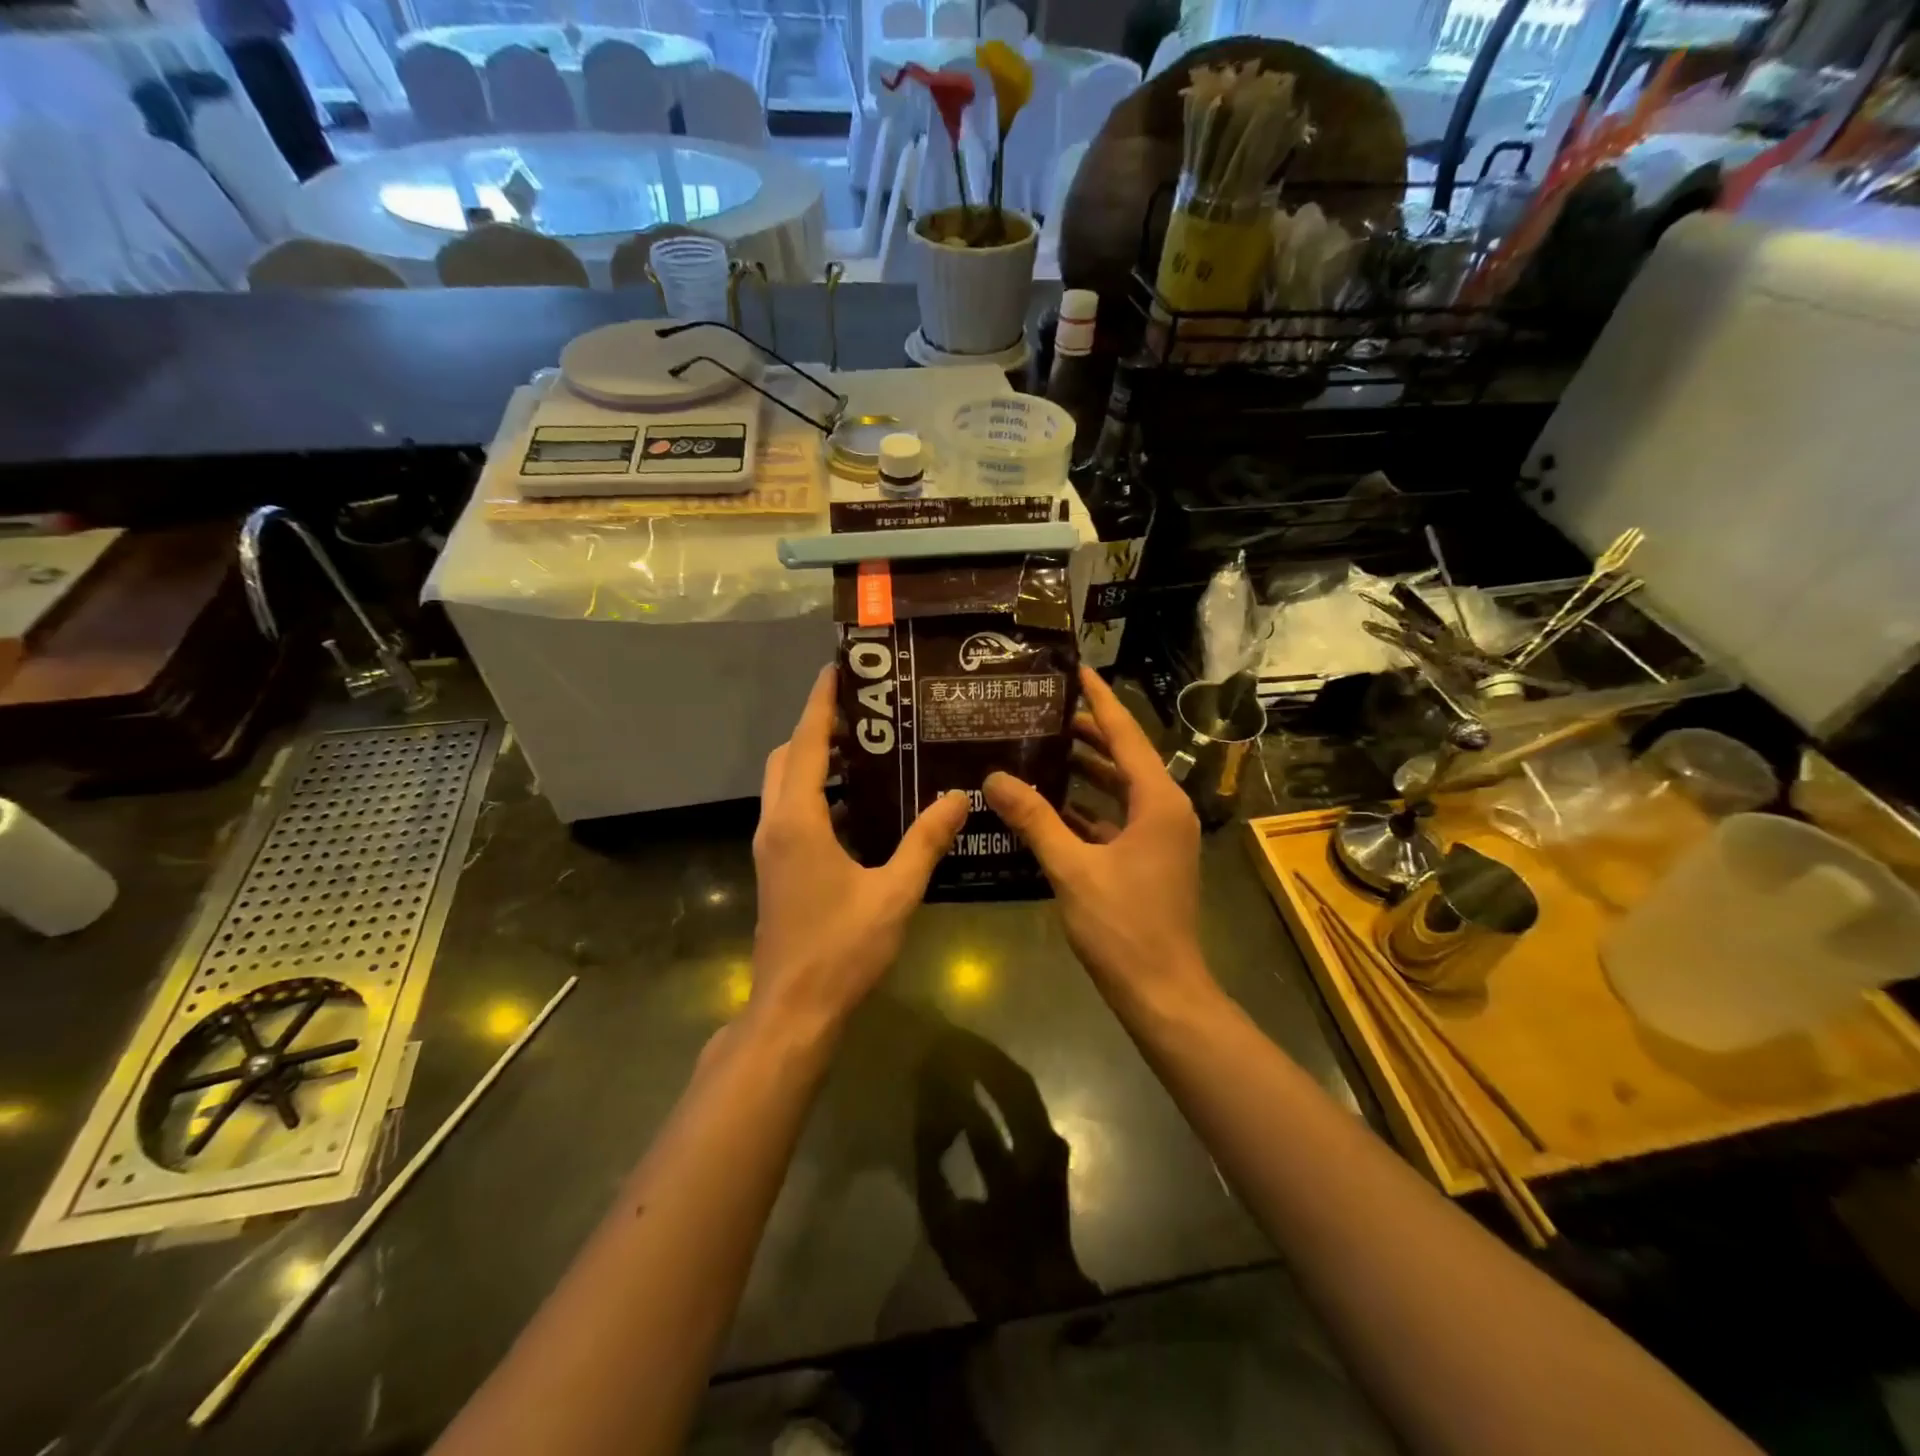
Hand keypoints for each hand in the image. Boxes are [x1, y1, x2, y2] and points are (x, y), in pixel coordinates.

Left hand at [752, 665, 968, 1030]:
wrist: (792, 1010)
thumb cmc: (841, 948)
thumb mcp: (894, 892)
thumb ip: (925, 841)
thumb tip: (957, 797)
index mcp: (798, 821)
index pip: (807, 744)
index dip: (820, 704)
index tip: (838, 669)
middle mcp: (775, 825)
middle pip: (789, 758)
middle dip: (818, 729)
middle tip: (866, 715)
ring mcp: (770, 849)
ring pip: (786, 786)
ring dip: (817, 763)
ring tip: (868, 752)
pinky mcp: (776, 869)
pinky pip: (792, 812)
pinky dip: (818, 795)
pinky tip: (860, 808)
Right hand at [985, 669, 1212, 1011]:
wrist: (1161, 991)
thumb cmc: (1122, 926)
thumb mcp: (1071, 868)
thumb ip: (1034, 819)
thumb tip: (995, 778)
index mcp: (1157, 801)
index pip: (1125, 734)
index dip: (1100, 700)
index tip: (1075, 670)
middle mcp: (1165, 810)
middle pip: (1124, 757)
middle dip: (1087, 733)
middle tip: (1041, 712)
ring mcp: (1160, 836)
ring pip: (1120, 789)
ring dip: (1085, 771)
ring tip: (1040, 750)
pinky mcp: (1150, 859)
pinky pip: (1117, 819)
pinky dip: (1088, 809)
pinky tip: (1050, 807)